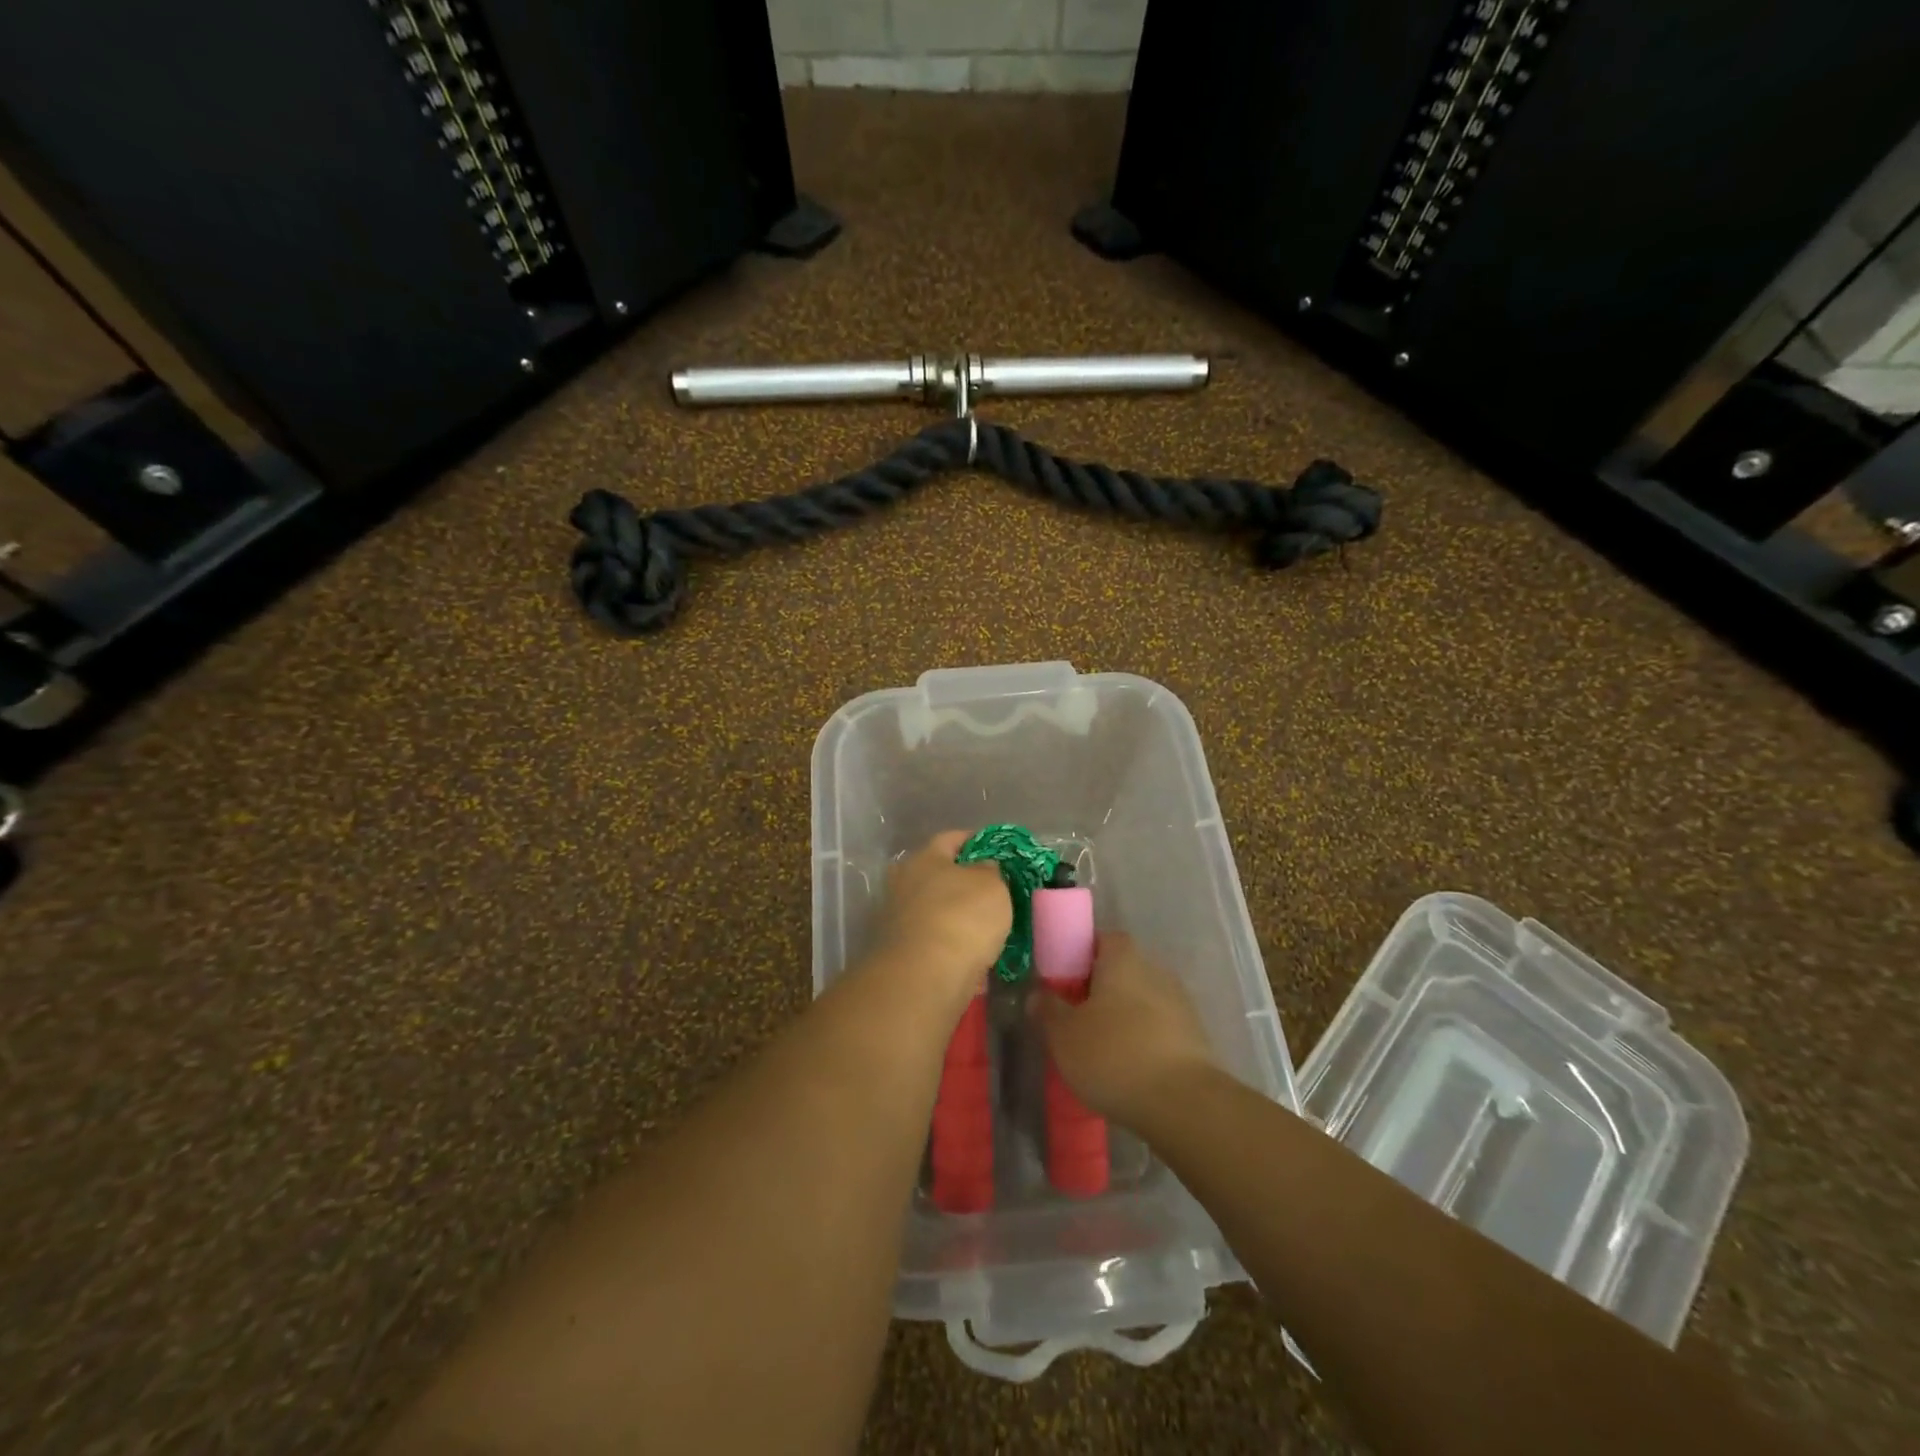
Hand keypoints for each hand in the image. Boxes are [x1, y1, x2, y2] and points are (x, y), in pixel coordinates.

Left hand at [868, 831, 1011, 1012]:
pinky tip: (970, 952)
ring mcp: (897, 918)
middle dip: (961, 880)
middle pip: (937, 873)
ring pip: (933, 908)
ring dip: (954, 914)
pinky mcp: (898, 951)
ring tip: (984, 925)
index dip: (976, 841)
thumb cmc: (962, 917)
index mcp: (924, 858)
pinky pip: (932, 938)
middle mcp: (903, 882)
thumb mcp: (991, 885)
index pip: (951, 838)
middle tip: (991, 890)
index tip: (996, 851)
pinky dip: (949, 942)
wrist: (924, 977)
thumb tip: (983, 867)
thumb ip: (989, 871)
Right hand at [1031, 933, 1219, 1128]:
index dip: (1081, 955)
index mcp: (1123, 958)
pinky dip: (1143, 1042)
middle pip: (1122, 971)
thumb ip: (1048, 1009)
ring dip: (1123, 1018)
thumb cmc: (1114, 1055)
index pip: (1102, 939)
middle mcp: (1155, 970)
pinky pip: (1159, 1030)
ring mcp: (1180, 1004)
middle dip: (1100, 990)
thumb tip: (1038, 993)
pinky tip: (1128, 1070)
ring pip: (1141, 1002)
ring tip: (1100, 1051)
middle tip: (1076, 1019)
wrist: (1184, 1104)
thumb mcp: (1064, 1034)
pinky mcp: (1195, 1038)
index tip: (1063, 982)